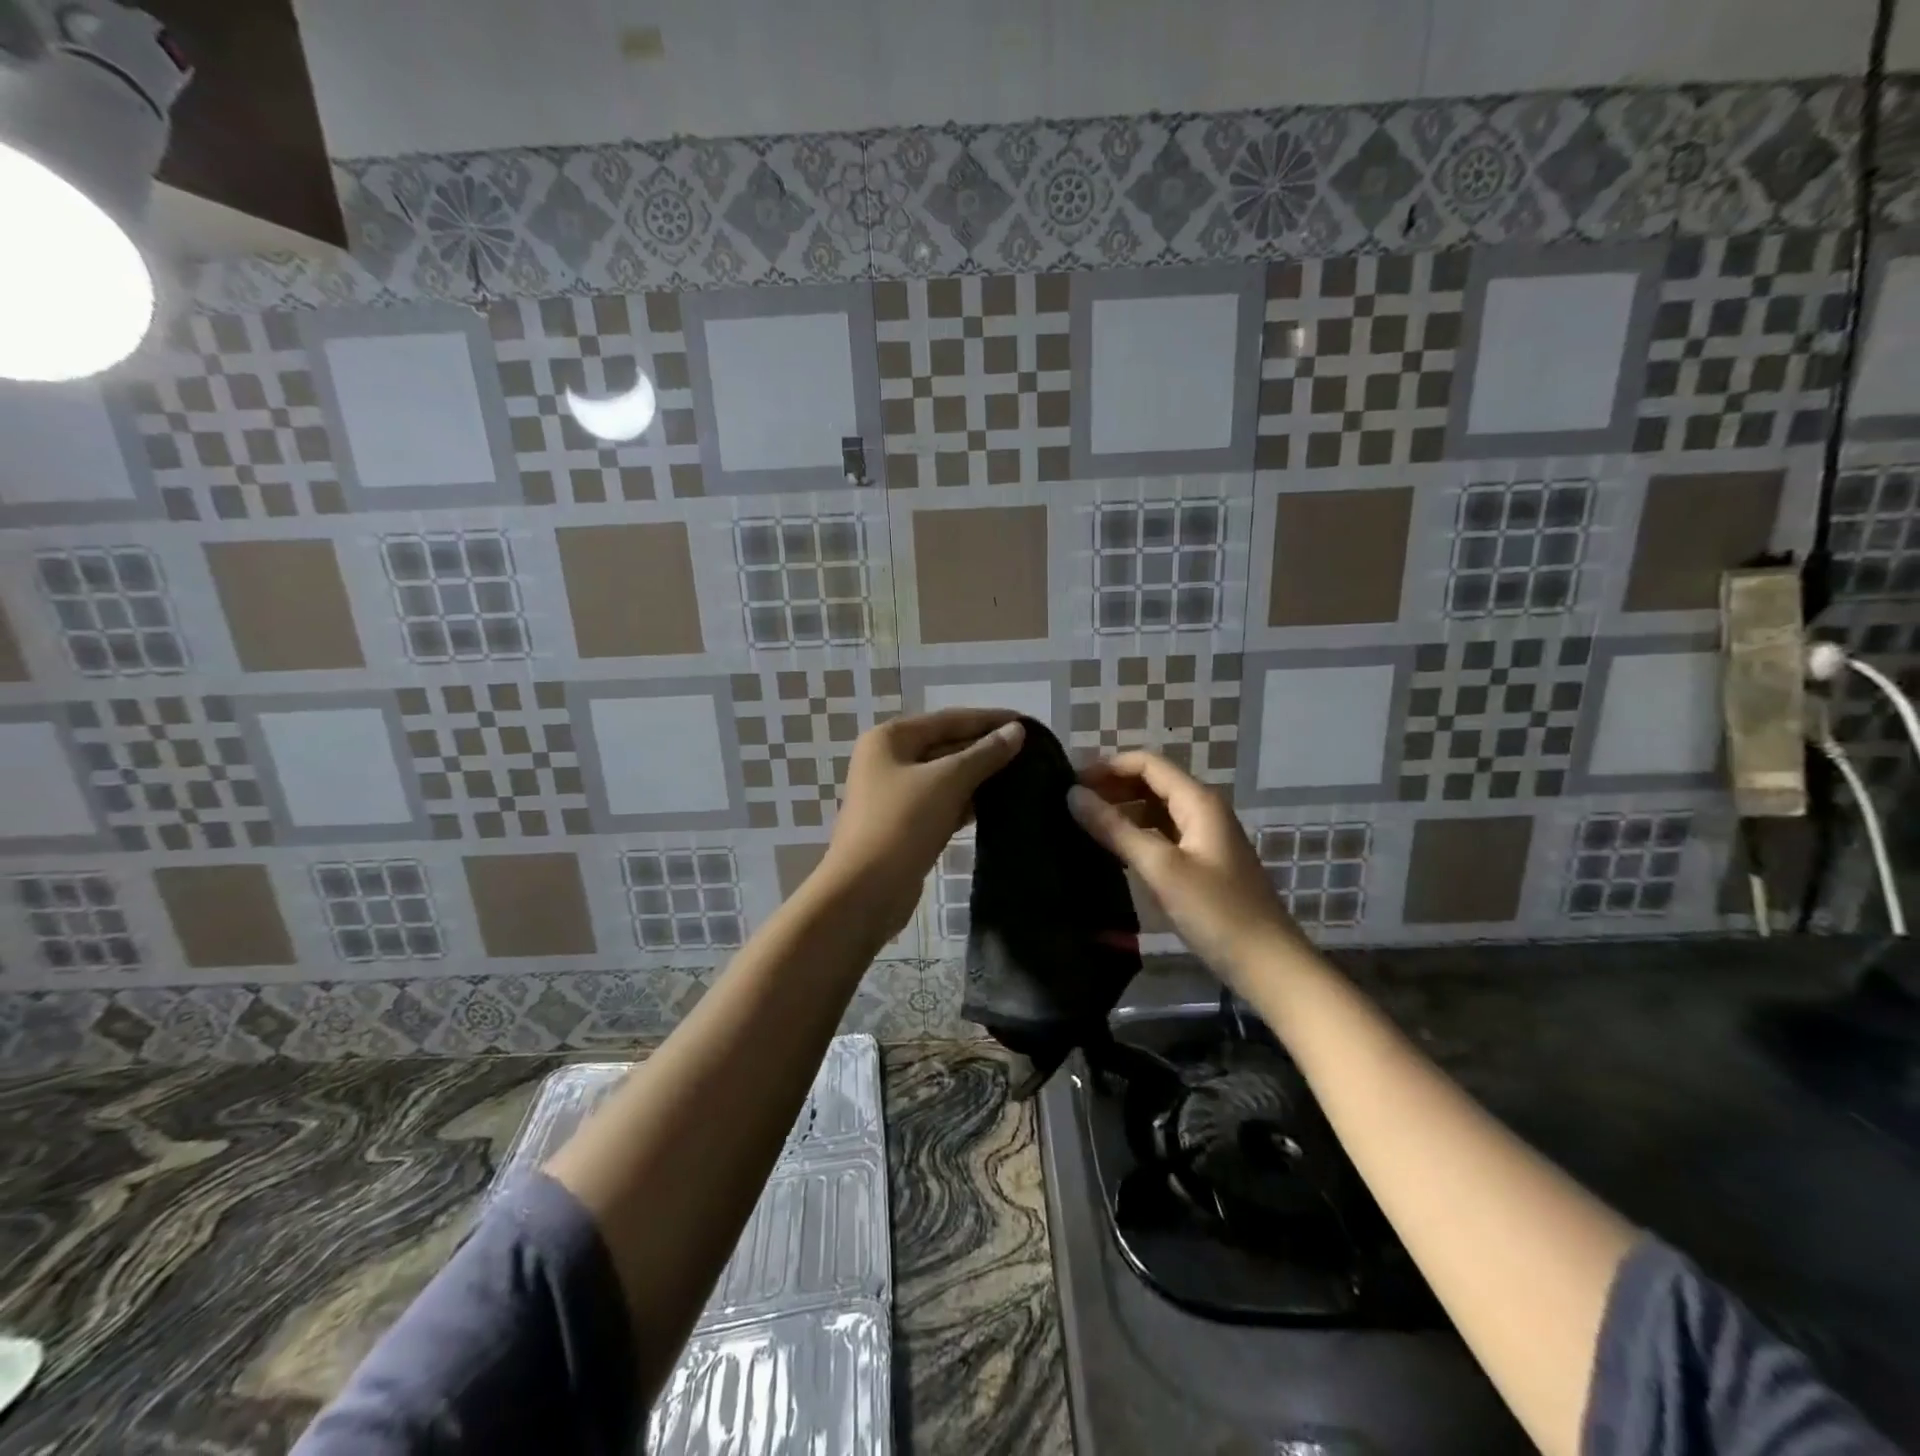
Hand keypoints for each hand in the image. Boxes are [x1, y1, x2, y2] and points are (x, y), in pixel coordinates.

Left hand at [819, 709, 1024, 940]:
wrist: (864, 891)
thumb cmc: (901, 824)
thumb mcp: (946, 782)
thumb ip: (984, 754)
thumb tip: (1017, 731)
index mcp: (891, 738)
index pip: (950, 719)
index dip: (990, 719)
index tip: (1029, 723)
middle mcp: (890, 760)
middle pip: (947, 745)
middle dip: (987, 748)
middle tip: (1033, 753)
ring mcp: (896, 794)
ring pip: (947, 777)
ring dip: (981, 777)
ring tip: (1025, 776)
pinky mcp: (906, 824)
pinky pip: (943, 803)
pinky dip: (968, 802)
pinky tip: (1000, 805)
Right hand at [1068, 750, 1298, 987]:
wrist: (1267, 964)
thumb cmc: (1216, 911)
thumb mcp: (1161, 868)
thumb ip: (1115, 829)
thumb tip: (1072, 795)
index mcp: (1198, 801)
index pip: (1147, 764)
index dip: (1108, 767)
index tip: (1070, 782)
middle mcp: (1203, 810)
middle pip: (1152, 783)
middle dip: (1112, 787)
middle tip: (1070, 803)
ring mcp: (1203, 837)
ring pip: (1155, 810)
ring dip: (1121, 811)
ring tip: (1082, 823)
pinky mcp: (1201, 863)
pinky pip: (1162, 834)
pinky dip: (1135, 834)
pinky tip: (1111, 850)